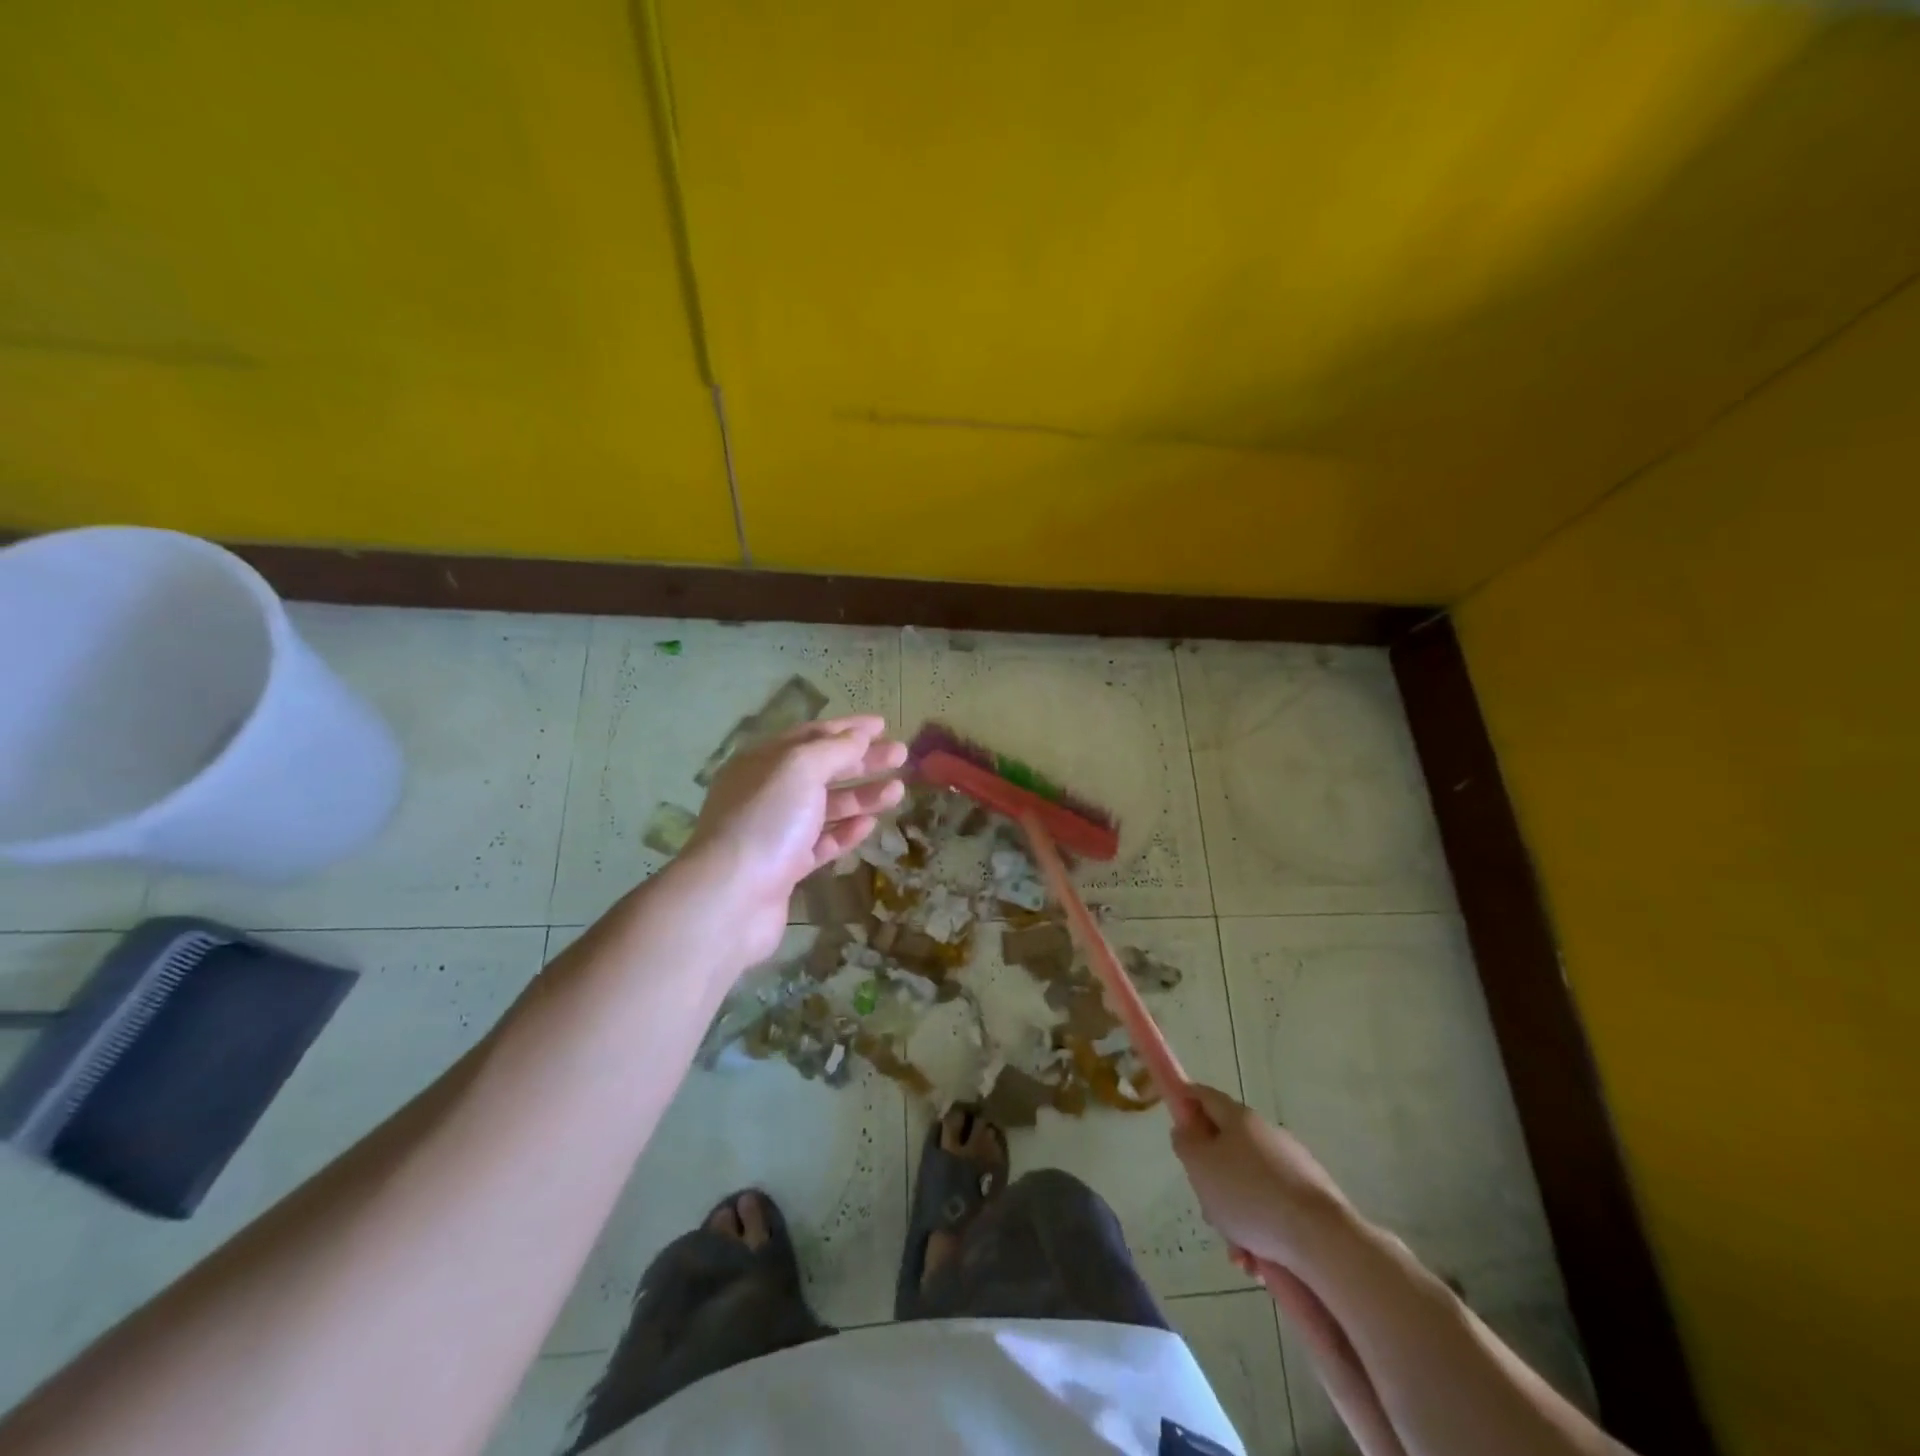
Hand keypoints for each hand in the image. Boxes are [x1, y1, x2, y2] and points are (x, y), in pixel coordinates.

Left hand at [681, 716, 906, 964]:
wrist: (731, 897)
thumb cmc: (766, 820)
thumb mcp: (800, 769)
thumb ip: (834, 749)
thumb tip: (859, 736)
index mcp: (763, 761)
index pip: (810, 735)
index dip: (847, 729)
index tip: (883, 725)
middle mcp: (766, 792)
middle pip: (822, 770)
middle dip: (862, 761)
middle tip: (901, 756)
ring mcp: (775, 831)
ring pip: (826, 807)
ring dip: (862, 796)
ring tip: (898, 791)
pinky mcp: (786, 867)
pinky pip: (822, 842)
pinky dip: (846, 831)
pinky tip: (871, 824)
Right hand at [1172, 1083, 1354, 1269]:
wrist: (1322, 1239)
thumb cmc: (1249, 1195)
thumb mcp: (1200, 1166)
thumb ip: (1185, 1143)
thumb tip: (1188, 1131)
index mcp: (1239, 1118)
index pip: (1204, 1096)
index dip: (1185, 1102)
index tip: (1176, 1122)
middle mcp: (1266, 1134)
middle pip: (1226, 1147)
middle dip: (1212, 1179)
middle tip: (1207, 1205)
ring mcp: (1292, 1165)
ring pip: (1248, 1185)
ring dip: (1236, 1216)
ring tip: (1238, 1252)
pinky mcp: (1311, 1198)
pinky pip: (1273, 1209)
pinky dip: (1262, 1232)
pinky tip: (1259, 1261)